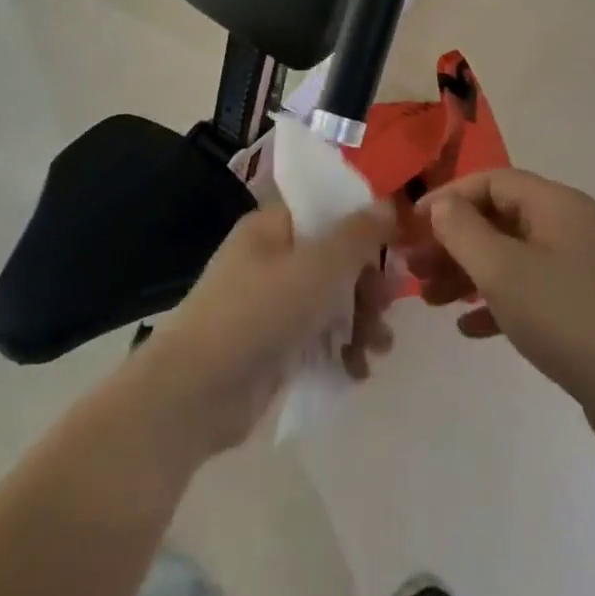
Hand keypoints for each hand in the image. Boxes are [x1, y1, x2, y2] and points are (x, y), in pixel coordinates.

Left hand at [130, 203, 397, 457]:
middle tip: (386, 306)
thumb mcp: (319, 267)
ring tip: (377, 348)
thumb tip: (386, 204)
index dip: (363, 224)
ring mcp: (270, 304)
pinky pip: (317, 337)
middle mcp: (270, 258)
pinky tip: (356, 371)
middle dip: (367, 284)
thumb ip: (358, 235)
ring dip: (360, 321)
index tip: (398, 246)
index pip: (326, 210)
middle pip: (334, 259)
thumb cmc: (259, 312)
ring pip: (330, 301)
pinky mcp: (273, 345)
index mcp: (272, 227)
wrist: (196, 391)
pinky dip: (339, 350)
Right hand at [407, 169, 594, 454]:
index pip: (491, 181)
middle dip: (453, 241)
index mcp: (555, 205)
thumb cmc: (567, 317)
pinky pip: (529, 292)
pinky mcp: (583, 306)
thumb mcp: (502, 270)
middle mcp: (568, 227)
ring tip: (430, 300)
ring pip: (510, 257)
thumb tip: (441, 205)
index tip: (413, 224)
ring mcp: (579, 268)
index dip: (448, 197)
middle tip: (414, 267)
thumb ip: (463, 230)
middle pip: (498, 219)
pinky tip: (468, 328)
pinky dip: (496, 303)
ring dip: (468, 273)